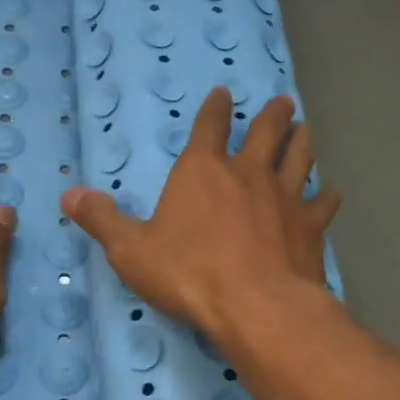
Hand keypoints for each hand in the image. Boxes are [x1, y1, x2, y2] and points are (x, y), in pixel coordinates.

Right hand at [60, 87, 339, 342]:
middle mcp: (248, 174)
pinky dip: (327, 195)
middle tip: (283, 102)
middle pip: (266, 132)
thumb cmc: (188, 274)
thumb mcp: (131, 251)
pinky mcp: (311, 227)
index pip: (209, 126)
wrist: (256, 305)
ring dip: (302, 140)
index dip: (216, 108)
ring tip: (306, 128)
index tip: (224, 94)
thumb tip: (68, 195)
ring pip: (299, 157)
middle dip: (273, 115)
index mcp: (203, 171)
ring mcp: (285, 197)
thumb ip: (102, 220)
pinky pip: (323, 203)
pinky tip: (331, 192)